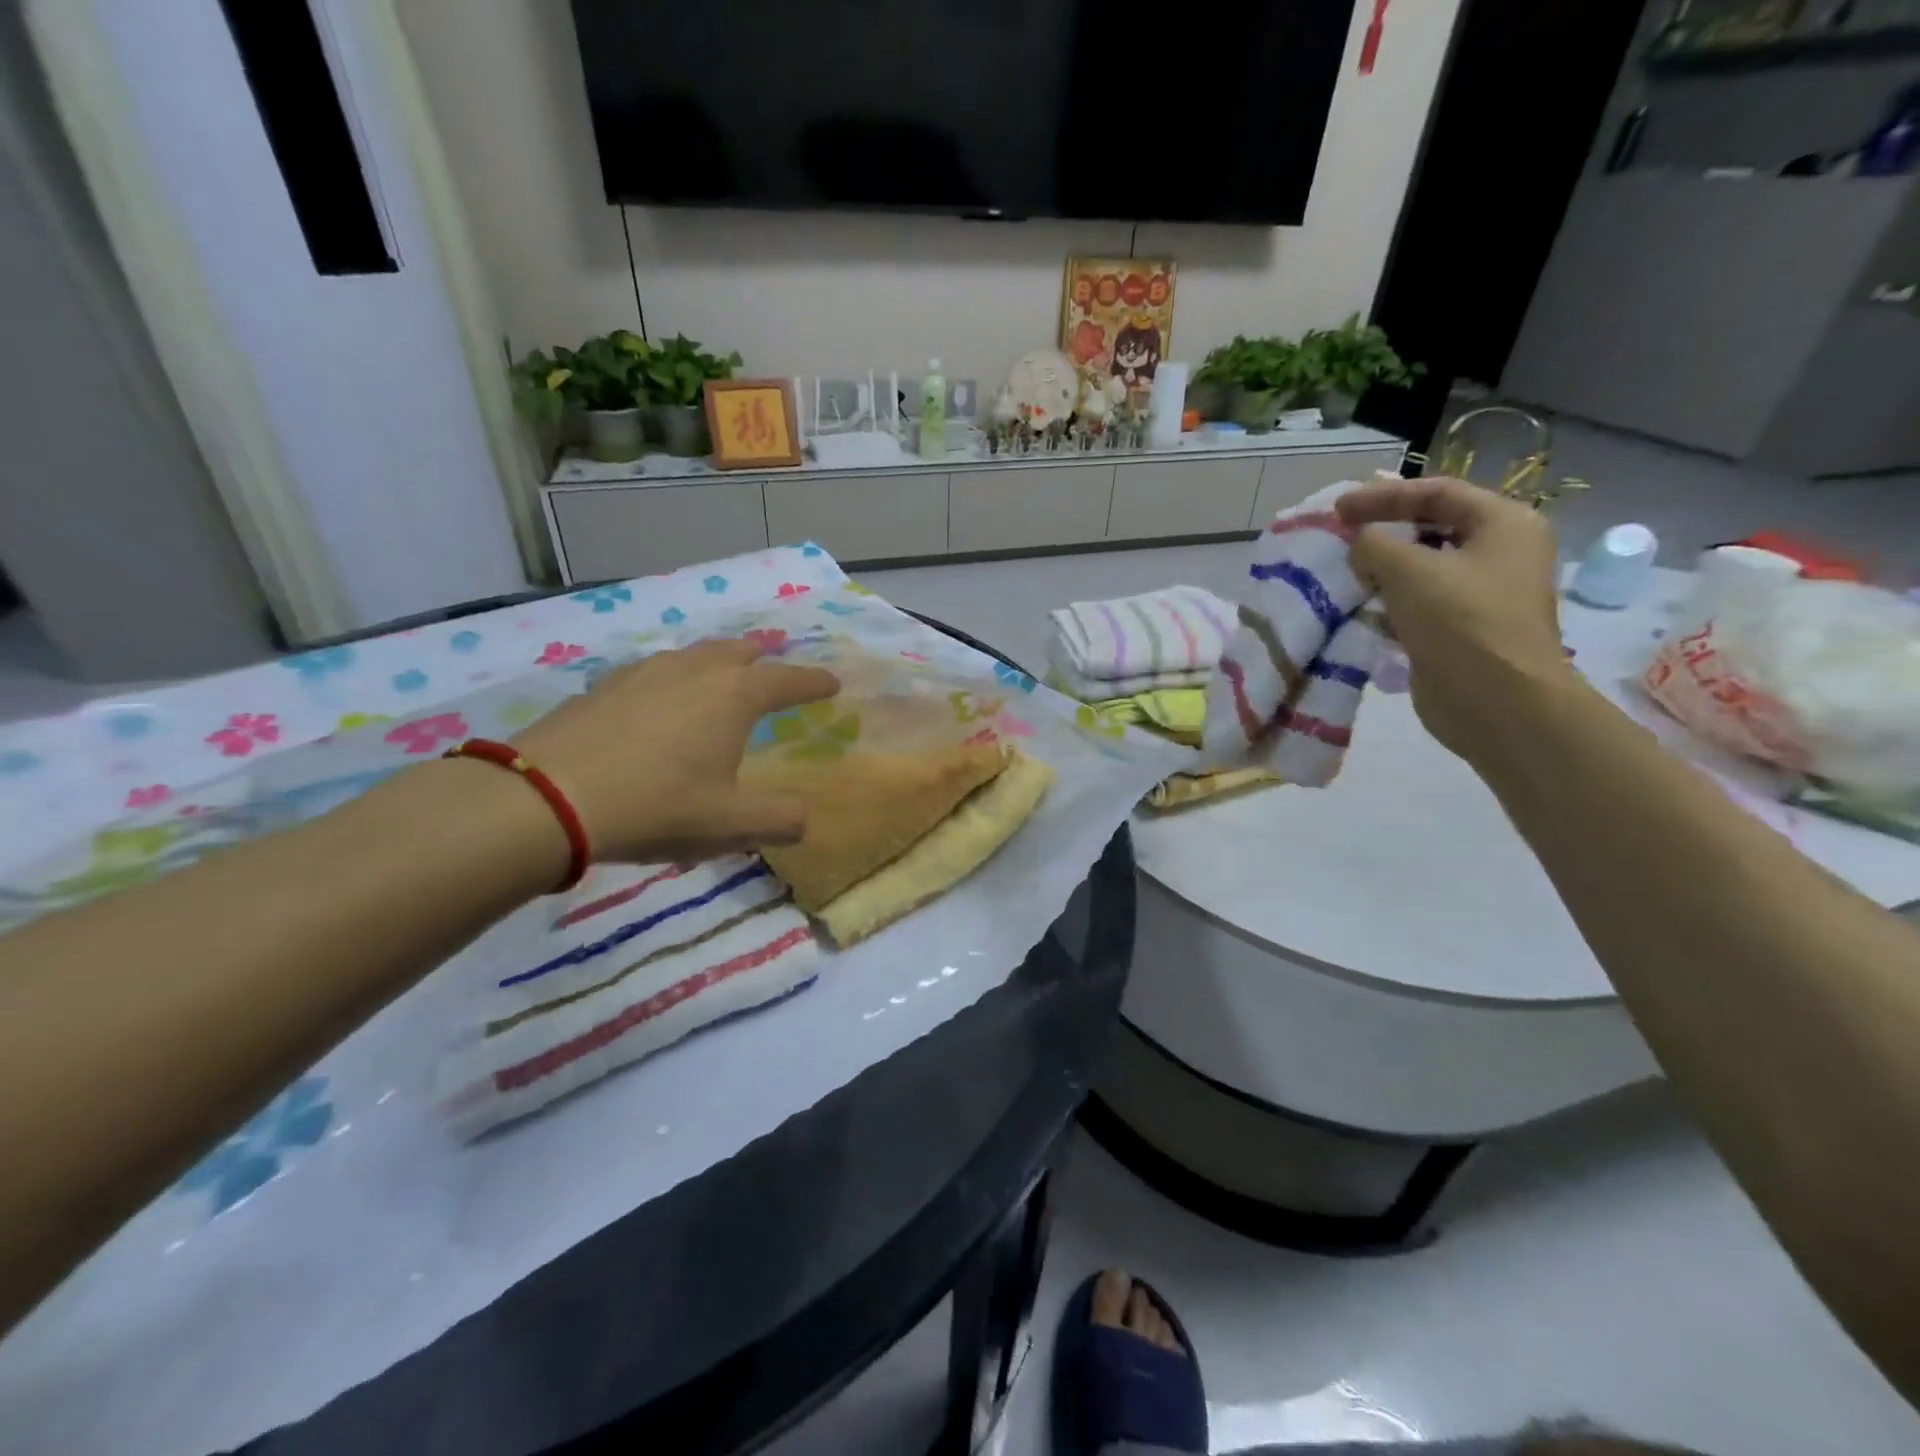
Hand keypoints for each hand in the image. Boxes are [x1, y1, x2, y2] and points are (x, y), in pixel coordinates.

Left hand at [512, 639, 838, 863]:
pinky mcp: (604, 685)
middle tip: (774, 661)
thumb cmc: (657, 805)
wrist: (548, 798)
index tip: (832, 682)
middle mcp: (694, 671)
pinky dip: (673, 676)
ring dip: (717, 660)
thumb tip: (806, 819)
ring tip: (721, 672)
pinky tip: (660, 696)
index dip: (813, 681)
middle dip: (762, 656)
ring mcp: (645, 673)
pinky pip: (654, 670)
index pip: (787, 680)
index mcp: (734, 696)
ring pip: (693, 654)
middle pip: (738, 651)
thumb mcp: (731, 823)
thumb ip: (780, 820)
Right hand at [1336, 478, 1572, 760]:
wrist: (1495, 701)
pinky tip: (1360, 608)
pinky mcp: (1462, 630)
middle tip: (1340, 536)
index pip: (1438, 492)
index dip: (1383, 496)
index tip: (1337, 509)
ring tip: (1344, 572)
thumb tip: (1360, 545)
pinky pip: (1420, 603)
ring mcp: (1484, 595)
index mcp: (1505, 524)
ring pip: (1423, 568)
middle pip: (1433, 528)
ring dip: (1382, 570)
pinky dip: (1389, 602)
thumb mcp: (1408, 570)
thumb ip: (1374, 545)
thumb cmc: (1460, 621)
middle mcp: (1501, 553)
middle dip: (1383, 531)